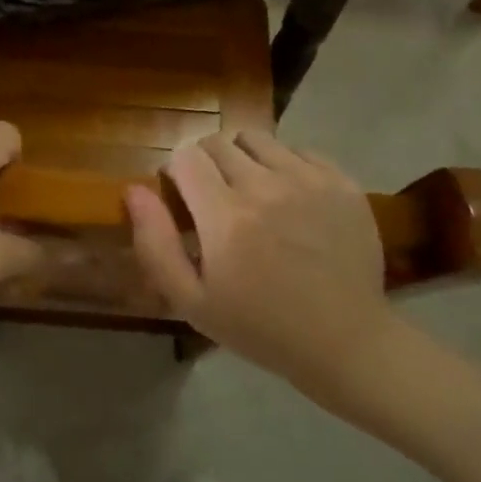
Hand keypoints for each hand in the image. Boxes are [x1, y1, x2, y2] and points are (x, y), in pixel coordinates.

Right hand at [126, 130, 393, 395]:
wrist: (345, 342)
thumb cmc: (260, 327)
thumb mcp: (192, 301)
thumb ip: (155, 243)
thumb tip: (134, 190)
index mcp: (225, 216)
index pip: (185, 156)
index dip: (176, 172)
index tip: (183, 198)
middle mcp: (265, 186)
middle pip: (218, 142)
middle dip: (206, 163)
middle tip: (214, 197)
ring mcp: (308, 180)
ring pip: (257, 139)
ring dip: (243, 158)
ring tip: (250, 191)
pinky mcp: (340, 182)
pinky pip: (298, 150)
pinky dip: (283, 165)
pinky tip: (288, 198)